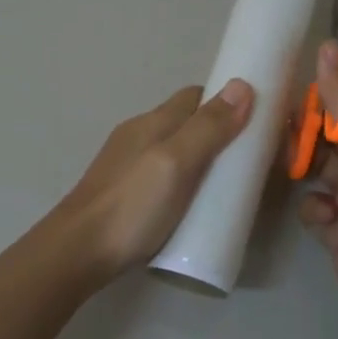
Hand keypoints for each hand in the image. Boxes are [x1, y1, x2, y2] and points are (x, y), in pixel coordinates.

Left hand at [56, 79, 254, 279]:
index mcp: (152, 122)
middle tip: (251, 161)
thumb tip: (242, 85)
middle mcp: (139, 136)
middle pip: (187, 123)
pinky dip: (187, 180)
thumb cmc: (131, 205)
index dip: (227, 101)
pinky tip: (196, 204)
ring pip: (176, 150)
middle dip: (220, 133)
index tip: (259, 120)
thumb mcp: (175, 163)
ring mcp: (129, 165)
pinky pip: (166, 174)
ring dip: (204, 159)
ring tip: (230, 185)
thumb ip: (207, 128)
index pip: (196, 96)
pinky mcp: (126, 193)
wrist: (78, 253)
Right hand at [299, 42, 337, 319]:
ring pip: (316, 170)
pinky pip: (313, 205)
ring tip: (294, 171)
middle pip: (328, 137)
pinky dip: (313, 210)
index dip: (324, 97)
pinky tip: (323, 219)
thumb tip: (327, 46)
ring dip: (305, 171)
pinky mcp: (336, 226)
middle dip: (306, 136)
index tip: (291, 91)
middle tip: (279, 133)